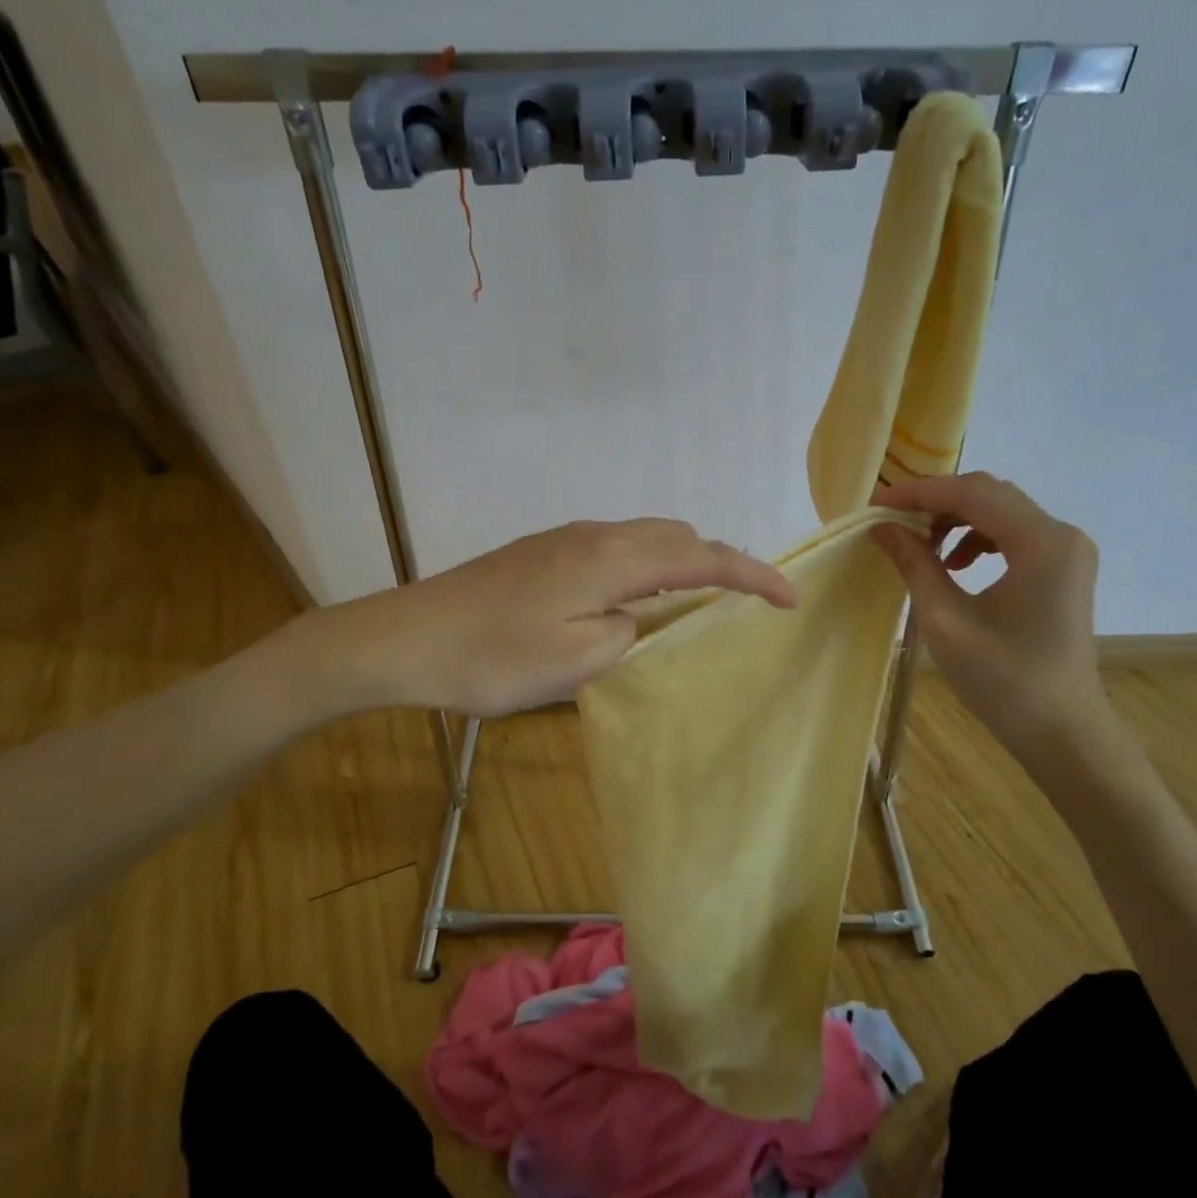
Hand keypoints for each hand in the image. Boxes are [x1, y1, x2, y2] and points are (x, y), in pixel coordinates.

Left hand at [344, 519, 795, 715]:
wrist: (407, 636)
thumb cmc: (492, 657)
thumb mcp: (575, 662)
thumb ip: (628, 633)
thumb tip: (638, 617)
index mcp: (611, 559)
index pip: (702, 558)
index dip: (752, 575)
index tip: (789, 599)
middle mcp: (595, 535)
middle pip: (677, 535)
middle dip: (719, 562)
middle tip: (740, 602)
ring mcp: (565, 538)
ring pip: (645, 537)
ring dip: (679, 563)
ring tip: (692, 604)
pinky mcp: (542, 551)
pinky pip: (615, 548)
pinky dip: (645, 567)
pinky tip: (630, 602)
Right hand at [871, 472, 1108, 759]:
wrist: (1062, 731)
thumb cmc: (1003, 681)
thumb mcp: (946, 620)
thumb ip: (915, 564)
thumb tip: (882, 527)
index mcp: (1041, 543)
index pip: (972, 493)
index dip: (919, 493)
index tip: (876, 505)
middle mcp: (1061, 535)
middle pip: (989, 494)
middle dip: (935, 502)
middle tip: (891, 522)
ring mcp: (1066, 550)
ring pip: (1000, 510)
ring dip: (954, 519)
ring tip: (920, 547)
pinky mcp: (1062, 568)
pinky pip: (1012, 533)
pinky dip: (975, 537)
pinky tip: (953, 564)